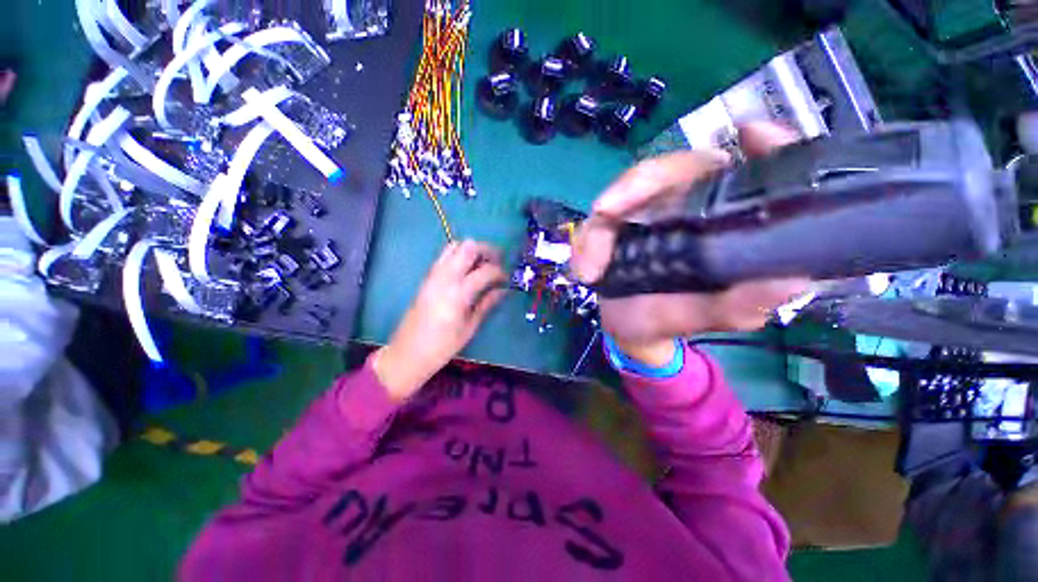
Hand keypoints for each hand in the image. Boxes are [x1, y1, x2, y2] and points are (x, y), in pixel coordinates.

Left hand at [373, 240, 506, 401]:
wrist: (407, 353)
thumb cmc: (443, 346)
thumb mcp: (470, 327)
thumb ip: (487, 304)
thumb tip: (503, 290)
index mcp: (458, 294)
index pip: (485, 271)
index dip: (500, 272)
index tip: (507, 279)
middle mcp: (444, 278)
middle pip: (468, 248)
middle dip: (486, 250)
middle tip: (497, 261)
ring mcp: (433, 275)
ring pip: (454, 247)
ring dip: (472, 251)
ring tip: (483, 263)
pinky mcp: (426, 278)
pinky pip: (444, 256)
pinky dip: (459, 256)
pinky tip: (468, 270)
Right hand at [571, 123, 810, 365]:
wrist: (632, 330)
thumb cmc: (675, 319)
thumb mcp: (709, 317)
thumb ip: (742, 303)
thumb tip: (793, 282)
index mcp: (722, 220)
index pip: (749, 172)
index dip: (760, 147)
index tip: (751, 136)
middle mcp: (685, 206)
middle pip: (670, 170)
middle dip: (638, 184)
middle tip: (607, 210)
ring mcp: (644, 212)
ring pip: (621, 195)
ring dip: (600, 225)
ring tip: (590, 269)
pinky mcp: (613, 226)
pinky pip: (594, 223)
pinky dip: (584, 245)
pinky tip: (585, 271)